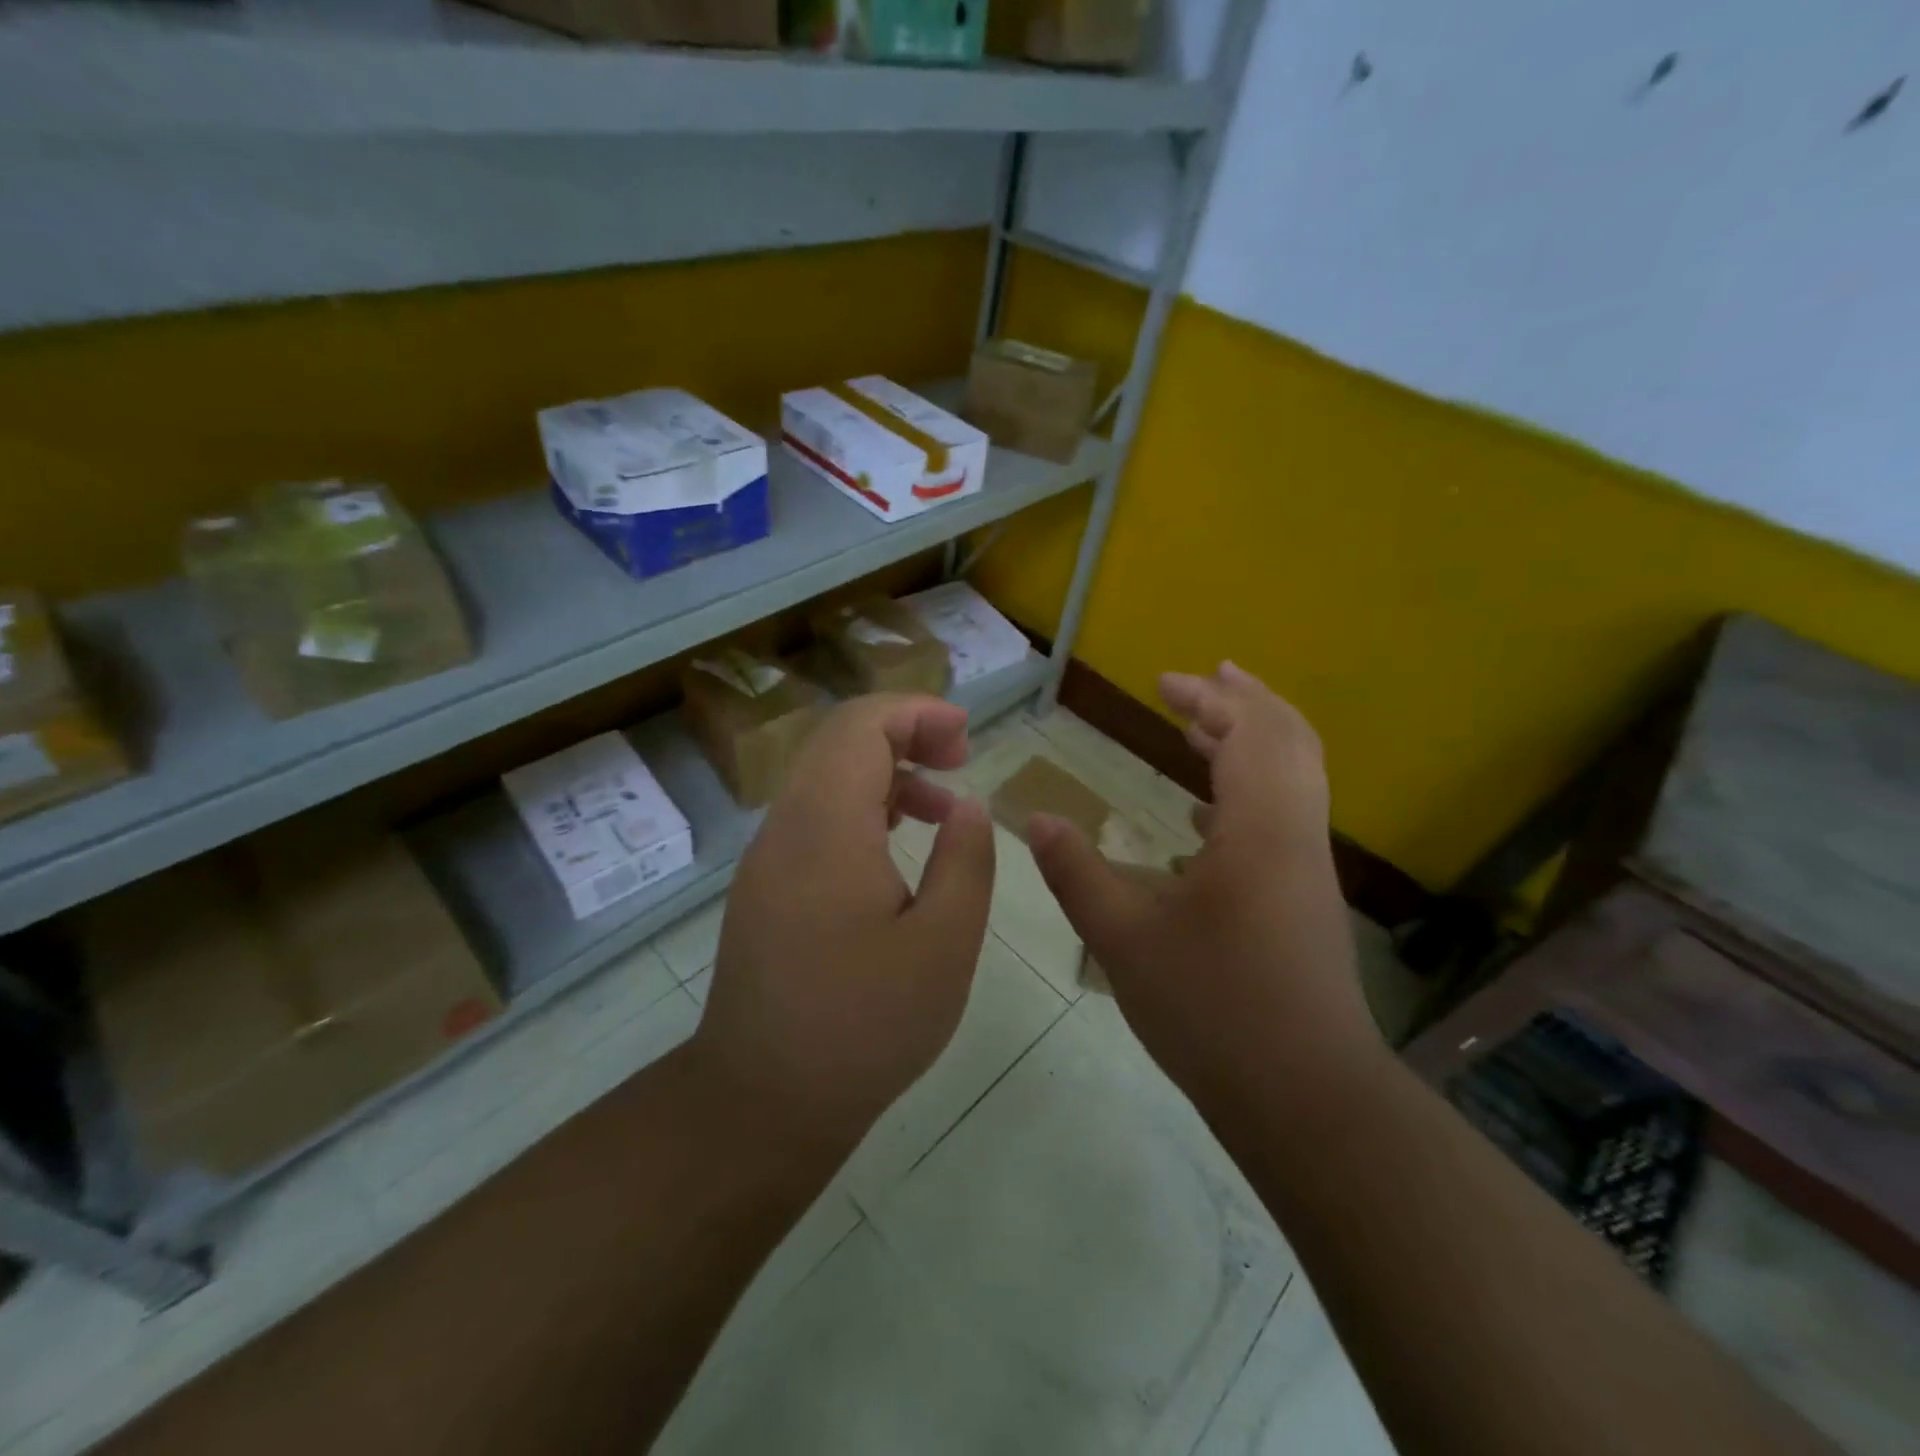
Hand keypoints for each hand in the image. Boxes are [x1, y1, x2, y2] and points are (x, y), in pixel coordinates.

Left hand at [692, 694, 995, 1158]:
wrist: (762, 1100)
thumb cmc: (863, 1025)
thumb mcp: (944, 945)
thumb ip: (966, 861)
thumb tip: (967, 806)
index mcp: (827, 828)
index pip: (861, 726)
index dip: (916, 713)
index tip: (966, 736)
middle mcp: (786, 827)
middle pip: (839, 741)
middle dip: (905, 733)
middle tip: (961, 760)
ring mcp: (768, 858)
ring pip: (825, 778)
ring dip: (886, 773)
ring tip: (943, 808)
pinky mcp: (765, 887)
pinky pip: (815, 818)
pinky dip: (862, 808)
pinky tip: (898, 846)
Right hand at [1028, 663, 1380, 1112]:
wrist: (1306, 1098)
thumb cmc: (1213, 1010)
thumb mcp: (1124, 939)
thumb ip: (1076, 872)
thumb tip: (1034, 819)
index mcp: (1260, 829)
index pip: (1247, 733)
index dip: (1208, 699)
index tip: (1164, 682)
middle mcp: (1295, 835)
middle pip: (1286, 740)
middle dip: (1240, 702)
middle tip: (1194, 684)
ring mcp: (1307, 869)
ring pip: (1292, 778)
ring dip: (1249, 742)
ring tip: (1200, 730)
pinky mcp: (1306, 900)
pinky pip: (1285, 816)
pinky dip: (1249, 791)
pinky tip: (1204, 816)